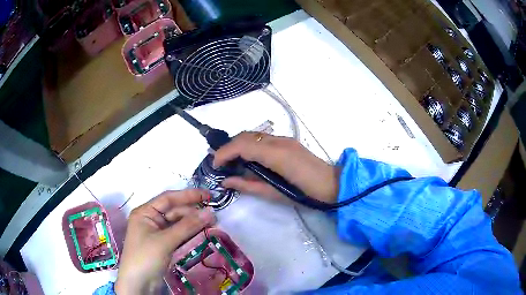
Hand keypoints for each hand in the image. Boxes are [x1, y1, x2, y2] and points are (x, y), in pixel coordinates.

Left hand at [114, 189, 214, 294]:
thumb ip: (187, 226)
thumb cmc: (145, 257)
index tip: (208, 195)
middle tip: (214, 215)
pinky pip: (179, 235)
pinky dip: (190, 234)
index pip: (168, 199)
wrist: (139, 284)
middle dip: (193, 212)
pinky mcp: (164, 245)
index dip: (188, 195)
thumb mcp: (165, 241)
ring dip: (193, 223)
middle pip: (174, 211)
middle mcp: (151, 220)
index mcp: (145, 212)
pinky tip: (202, 233)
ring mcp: (158, 233)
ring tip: (212, 223)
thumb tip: (210, 212)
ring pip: (178, 224)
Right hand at [213, 132, 339, 203]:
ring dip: (238, 144)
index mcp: (276, 154)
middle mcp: (278, 141)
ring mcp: (284, 139)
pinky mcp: (288, 142)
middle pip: (246, 135)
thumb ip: (248, 185)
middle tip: (220, 162)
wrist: (332, 185)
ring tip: (231, 161)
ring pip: (254, 135)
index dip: (225, 152)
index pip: (243, 145)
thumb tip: (226, 180)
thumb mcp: (273, 194)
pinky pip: (262, 139)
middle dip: (229, 147)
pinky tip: (248, 158)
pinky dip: (250, 145)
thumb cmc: (305, 194)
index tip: (214, 164)